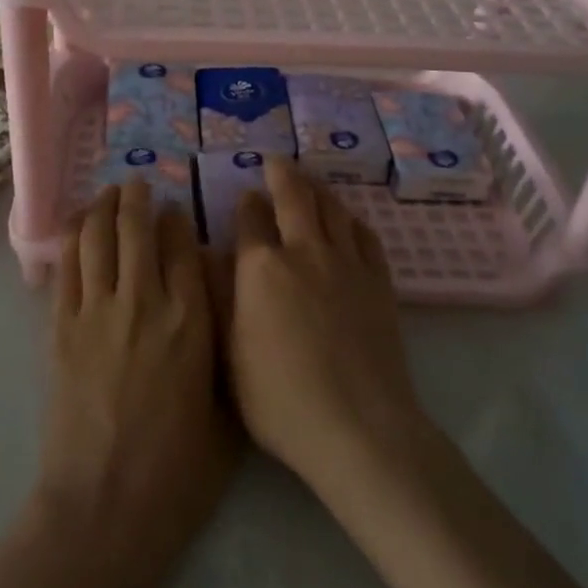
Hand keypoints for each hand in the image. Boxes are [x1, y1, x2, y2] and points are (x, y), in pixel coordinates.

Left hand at [38, 181, 237, 547]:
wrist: (105, 508)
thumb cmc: (179, 472)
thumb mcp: (228, 411)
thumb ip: (225, 352)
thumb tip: (217, 310)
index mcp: (192, 320)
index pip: (183, 246)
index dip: (178, 220)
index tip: (176, 210)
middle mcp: (145, 301)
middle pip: (137, 229)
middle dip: (139, 199)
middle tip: (139, 184)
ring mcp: (97, 311)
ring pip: (98, 237)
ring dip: (104, 207)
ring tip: (109, 192)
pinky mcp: (61, 328)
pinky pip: (68, 267)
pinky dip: (73, 237)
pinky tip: (79, 224)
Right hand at [229, 160, 426, 492]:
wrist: (358, 426)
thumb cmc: (279, 399)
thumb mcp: (228, 354)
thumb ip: (218, 298)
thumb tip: (209, 255)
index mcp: (261, 268)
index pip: (250, 219)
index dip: (246, 204)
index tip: (246, 196)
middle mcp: (304, 251)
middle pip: (294, 197)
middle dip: (281, 174)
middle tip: (275, 160)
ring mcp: (346, 263)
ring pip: (332, 208)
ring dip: (317, 188)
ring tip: (309, 179)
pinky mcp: (378, 281)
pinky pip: (365, 234)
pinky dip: (351, 218)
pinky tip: (347, 219)